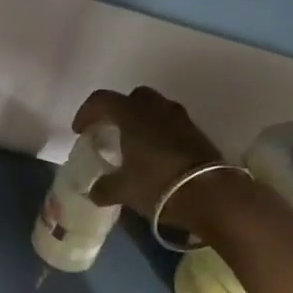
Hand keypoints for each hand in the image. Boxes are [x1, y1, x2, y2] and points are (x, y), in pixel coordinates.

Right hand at [72, 86, 246, 237]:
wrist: (212, 195)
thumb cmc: (158, 185)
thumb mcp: (124, 190)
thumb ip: (105, 188)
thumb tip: (95, 191)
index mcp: (131, 115)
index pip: (101, 100)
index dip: (87, 113)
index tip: (80, 131)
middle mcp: (156, 109)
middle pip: (133, 97)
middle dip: (119, 110)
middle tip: (111, 130)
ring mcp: (181, 119)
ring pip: (156, 108)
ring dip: (142, 120)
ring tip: (135, 143)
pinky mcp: (198, 133)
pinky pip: (172, 124)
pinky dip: (160, 132)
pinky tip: (157, 155)